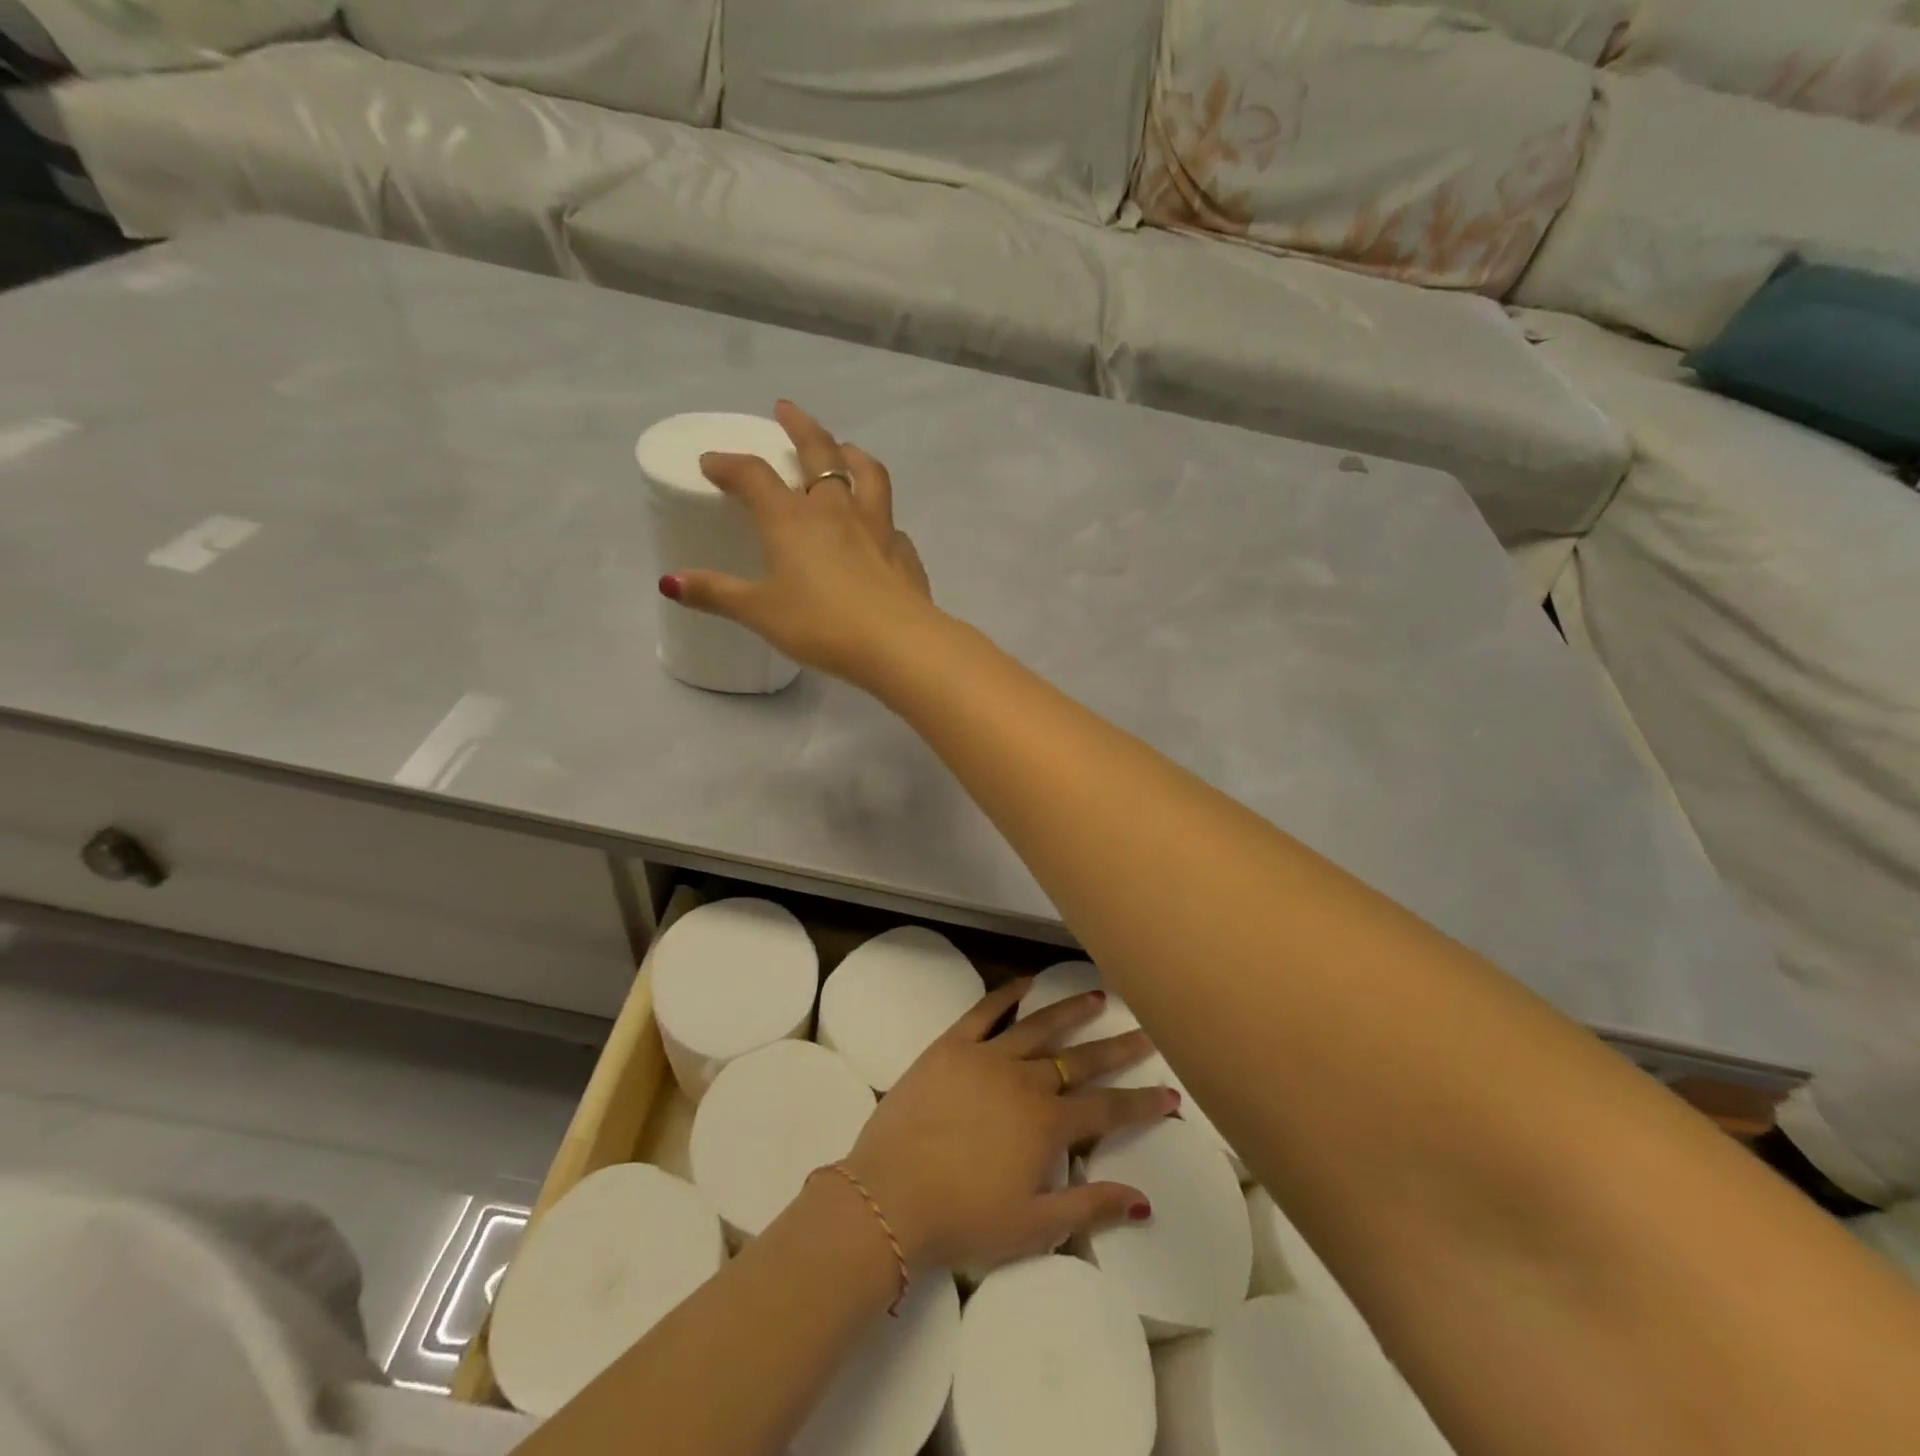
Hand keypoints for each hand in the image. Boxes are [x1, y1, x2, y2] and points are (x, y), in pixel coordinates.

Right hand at [660, 400, 936, 685]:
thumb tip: (670, 582)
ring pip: (866, 473)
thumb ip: (717, 593)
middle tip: (786, 410)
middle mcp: (836, 510)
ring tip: (844, 448)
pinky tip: (877, 528)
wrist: (897, 643)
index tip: (712, 463)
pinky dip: (879, 514)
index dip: (729, 464)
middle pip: (819, 452)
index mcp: (792, 519)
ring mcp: (877, 526)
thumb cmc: (821, 625)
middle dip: (799, 426)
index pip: (754, 475)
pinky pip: (890, 520)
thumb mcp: (760, 612)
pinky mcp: (903, 551)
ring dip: (852, 453)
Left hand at [836, 979, 1175, 1274]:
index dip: (1142, 1102)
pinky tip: (1026, 983)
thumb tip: (1144, 1200)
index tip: (1171, 1092)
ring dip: (1071, 1011)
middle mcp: (1024, 1081)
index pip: (1107, 1109)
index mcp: (1047, 1125)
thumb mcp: (1033, 1227)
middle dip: (1118, 1047)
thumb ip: (1089, 1208)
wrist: (890, 1195)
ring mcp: (986, 1057)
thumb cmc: (962, 1219)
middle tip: (1146, 1031)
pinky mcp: (950, 1046)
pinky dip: (1007, 995)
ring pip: (1039, 1027)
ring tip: (1098, 996)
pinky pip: (984, 1012)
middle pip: (1080, 1059)